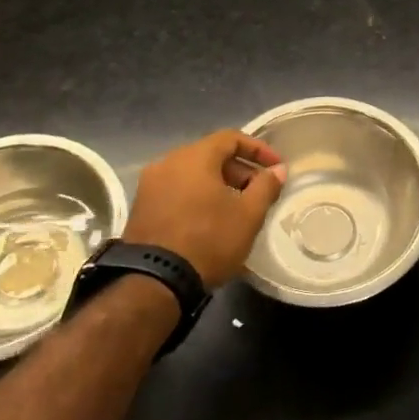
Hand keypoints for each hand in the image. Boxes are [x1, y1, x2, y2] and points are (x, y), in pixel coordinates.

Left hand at [122, 130, 286, 287]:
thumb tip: (278, 170)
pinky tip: (211, 220)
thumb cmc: (208, 240)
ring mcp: (150, 185)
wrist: (154, 281)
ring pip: (192, 174)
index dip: (258, 149)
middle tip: (259, 191)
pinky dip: (197, 196)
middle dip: (239, 170)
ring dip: (218, 184)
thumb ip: (265, 187)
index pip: (231, 138)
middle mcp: (167, 162)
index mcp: (194, 157)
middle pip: (210, 155)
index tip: (276, 167)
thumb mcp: (248, 215)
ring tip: (237, 208)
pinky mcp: (141, 207)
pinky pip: (177, 190)